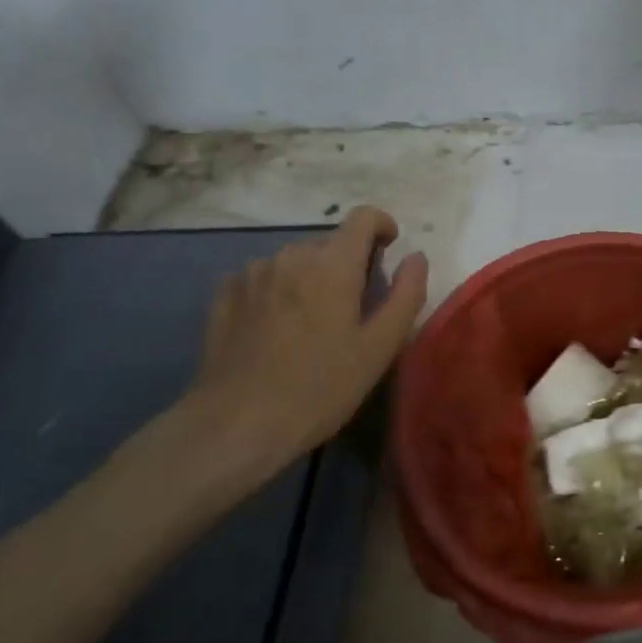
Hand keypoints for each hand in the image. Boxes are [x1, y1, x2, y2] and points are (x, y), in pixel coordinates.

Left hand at [127, 208, 428, 514]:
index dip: (382, 226)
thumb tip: (416, 258)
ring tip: (311, 324)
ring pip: (295, 261)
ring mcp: (253, 272)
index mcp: (333, 264)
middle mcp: (291, 255)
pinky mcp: (225, 294)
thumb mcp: (378, 348)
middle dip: (347, 264)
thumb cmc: (319, 388)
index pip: (364, 217)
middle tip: (352, 309)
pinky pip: (263, 277)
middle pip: (330, 243)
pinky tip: (275, 330)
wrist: (236, 424)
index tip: (389, 249)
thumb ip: (405, 295)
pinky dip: (278, 290)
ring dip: (311, 278)